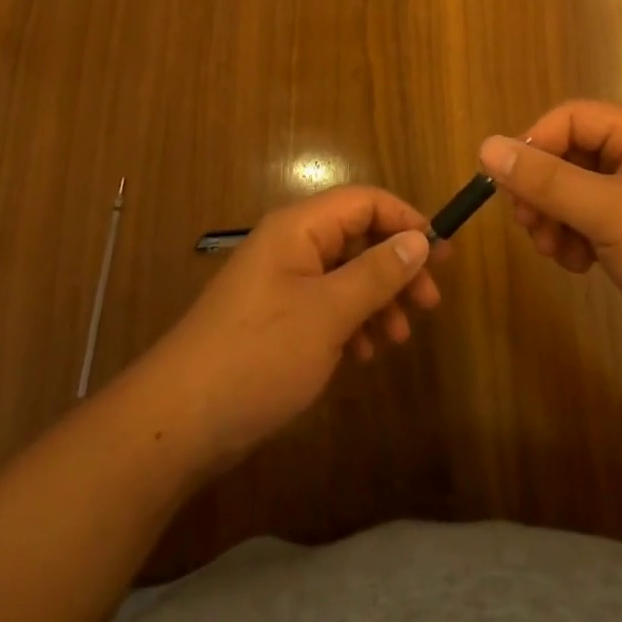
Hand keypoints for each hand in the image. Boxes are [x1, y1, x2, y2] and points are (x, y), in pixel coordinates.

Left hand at [142, 186, 437, 469]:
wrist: (179, 420)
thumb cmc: (259, 354)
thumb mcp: (328, 312)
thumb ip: (377, 273)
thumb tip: (420, 239)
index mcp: (298, 228)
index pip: (364, 201)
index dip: (406, 220)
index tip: (441, 256)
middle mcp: (290, 246)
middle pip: (357, 238)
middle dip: (396, 267)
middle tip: (429, 304)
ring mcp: (280, 283)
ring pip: (344, 275)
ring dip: (377, 300)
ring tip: (398, 338)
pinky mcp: (275, 318)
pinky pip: (325, 305)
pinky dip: (351, 323)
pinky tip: (364, 354)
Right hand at [478, 101, 621, 381]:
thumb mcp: (609, 212)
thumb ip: (545, 180)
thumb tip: (485, 146)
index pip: (569, 118)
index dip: (534, 146)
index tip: (508, 188)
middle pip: (567, 154)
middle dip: (542, 190)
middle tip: (530, 226)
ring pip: (571, 190)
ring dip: (553, 218)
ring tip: (556, 252)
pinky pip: (586, 220)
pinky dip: (572, 238)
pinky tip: (577, 265)